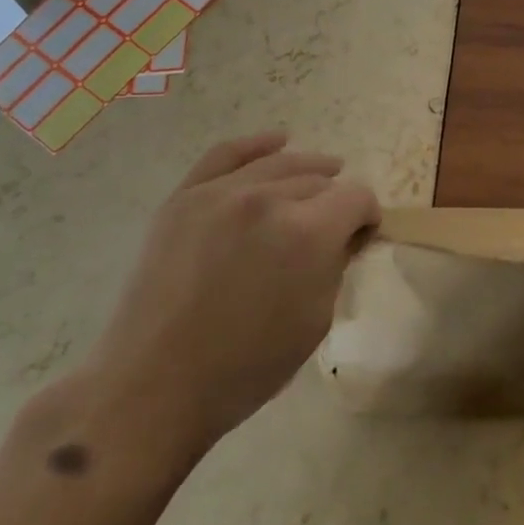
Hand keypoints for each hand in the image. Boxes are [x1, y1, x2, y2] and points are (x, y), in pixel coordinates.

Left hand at [88, 132, 379, 453]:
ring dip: (307, 172)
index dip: (367, 216)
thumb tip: (345, 235)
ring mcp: (221, 192)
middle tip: (331, 232)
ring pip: (281, 164)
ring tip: (321, 178)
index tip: (361, 237)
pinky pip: (227, 154)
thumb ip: (337, 264)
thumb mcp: (317, 319)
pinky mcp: (186, 197)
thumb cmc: (247, 366)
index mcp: (308, 233)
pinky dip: (258, 144)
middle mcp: (269, 199)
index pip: (356, 197)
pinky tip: (279, 141)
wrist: (156, 383)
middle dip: (334, 204)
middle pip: (319, 181)